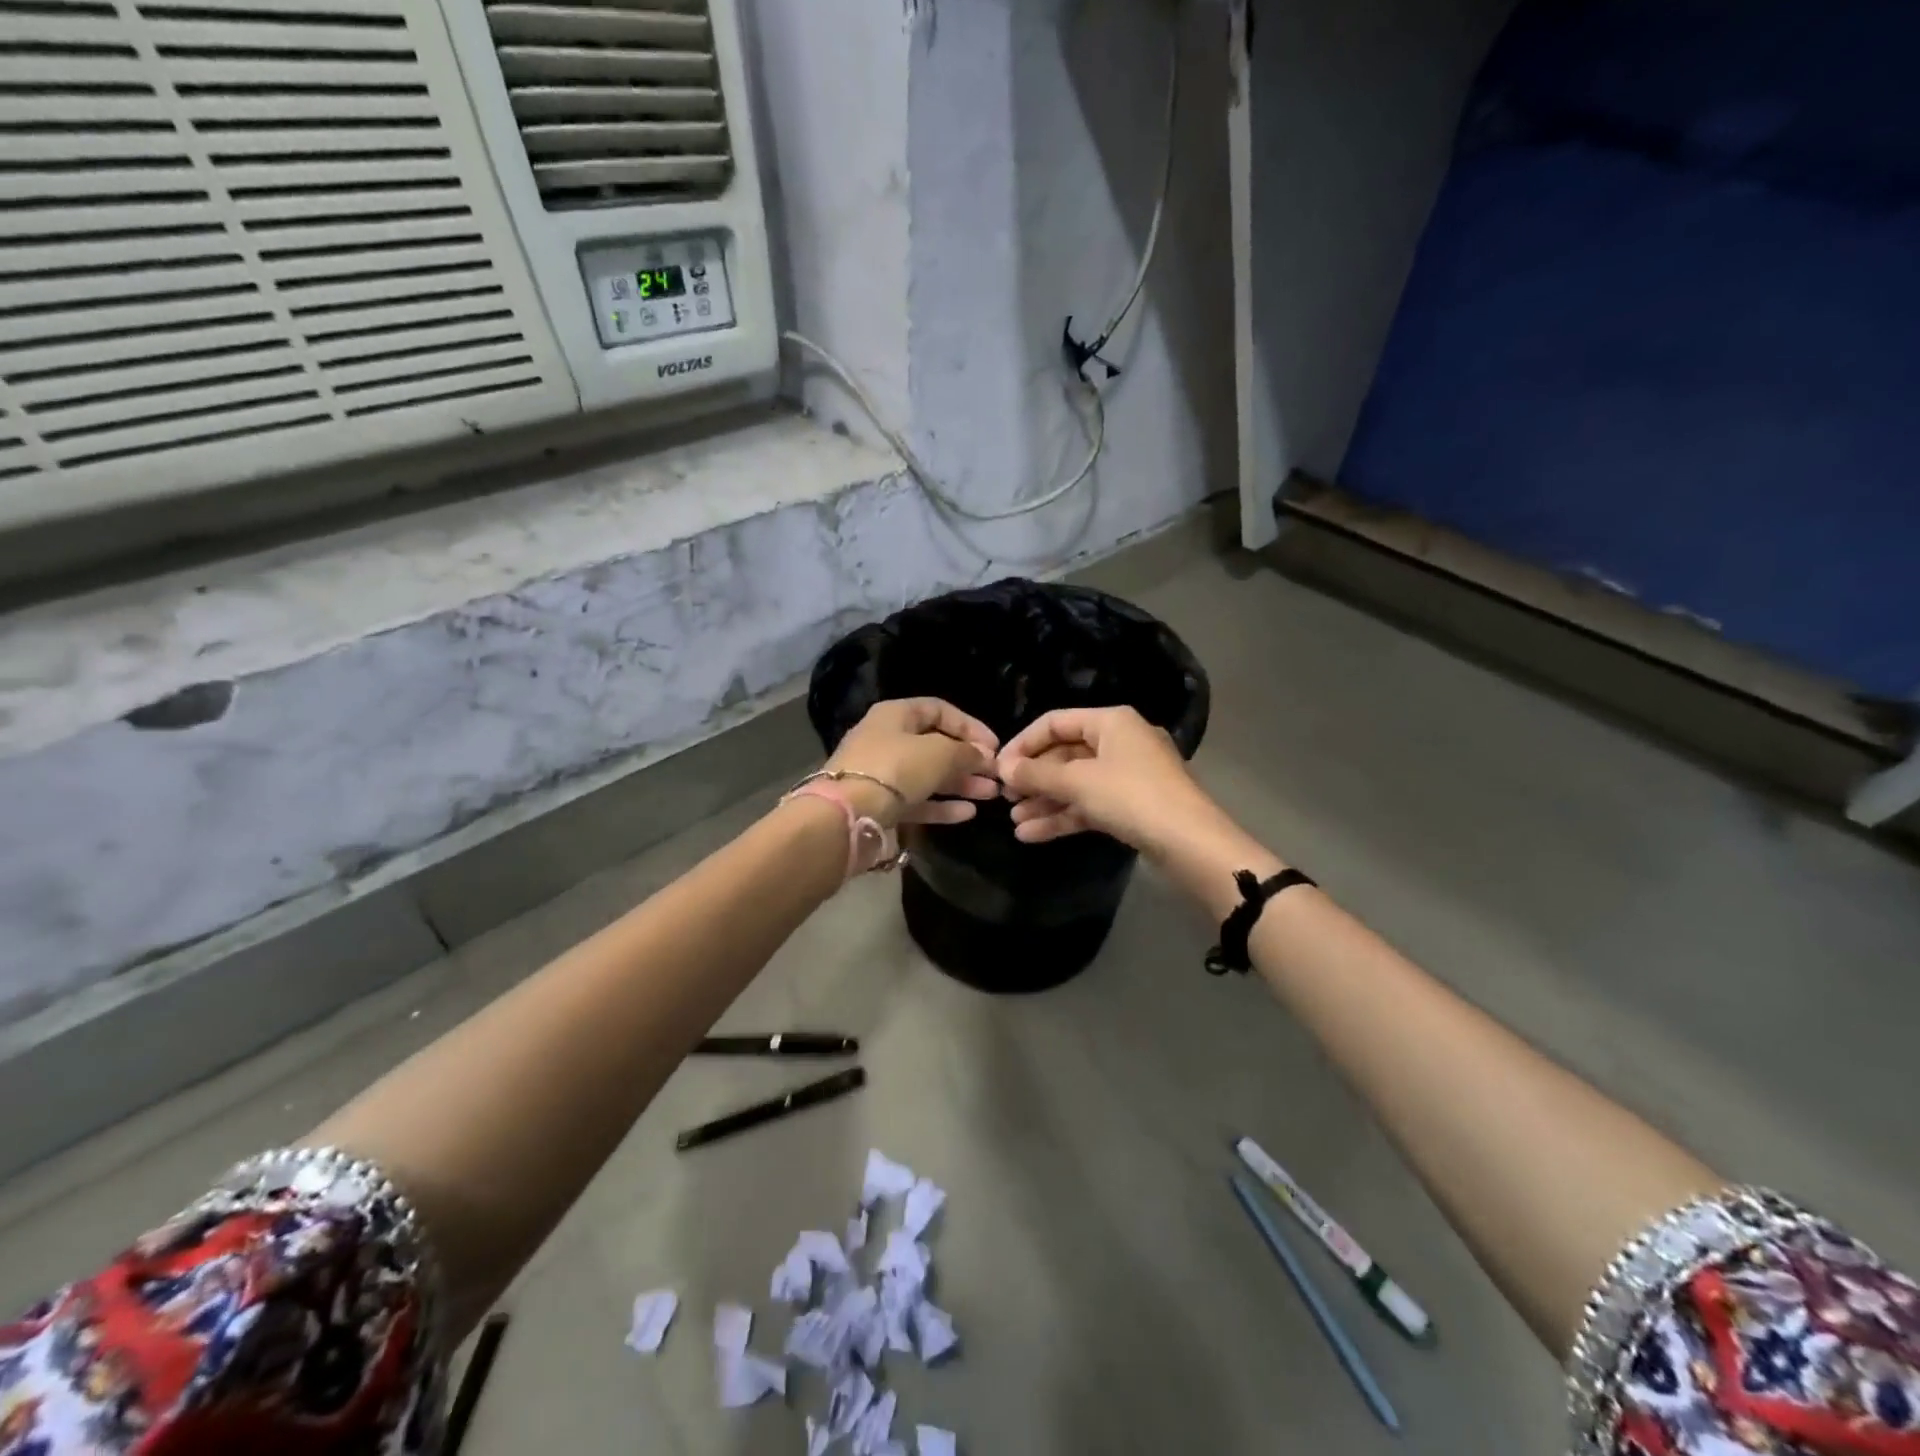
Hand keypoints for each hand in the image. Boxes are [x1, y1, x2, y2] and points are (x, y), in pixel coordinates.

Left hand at [825, 698, 1000, 826]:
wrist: (848, 815)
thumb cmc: (895, 769)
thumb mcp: (939, 753)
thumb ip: (967, 752)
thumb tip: (984, 755)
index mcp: (895, 715)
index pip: (939, 710)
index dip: (969, 725)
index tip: (994, 746)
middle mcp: (886, 740)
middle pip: (935, 745)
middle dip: (968, 760)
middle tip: (995, 775)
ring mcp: (881, 775)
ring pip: (928, 776)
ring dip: (960, 784)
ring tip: (990, 794)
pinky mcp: (880, 805)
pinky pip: (917, 801)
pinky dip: (942, 806)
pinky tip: (968, 813)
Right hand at [996, 706, 1217, 851]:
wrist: (1190, 843)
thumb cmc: (1131, 796)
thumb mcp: (1078, 782)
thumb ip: (1037, 774)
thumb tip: (1003, 768)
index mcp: (1111, 722)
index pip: (1055, 722)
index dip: (1023, 743)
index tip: (998, 767)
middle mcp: (1120, 742)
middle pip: (1065, 754)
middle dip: (1034, 778)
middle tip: (1004, 797)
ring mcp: (1127, 776)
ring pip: (1076, 783)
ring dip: (1044, 801)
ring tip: (1014, 821)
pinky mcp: (1131, 806)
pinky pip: (1089, 805)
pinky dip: (1063, 817)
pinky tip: (1032, 835)